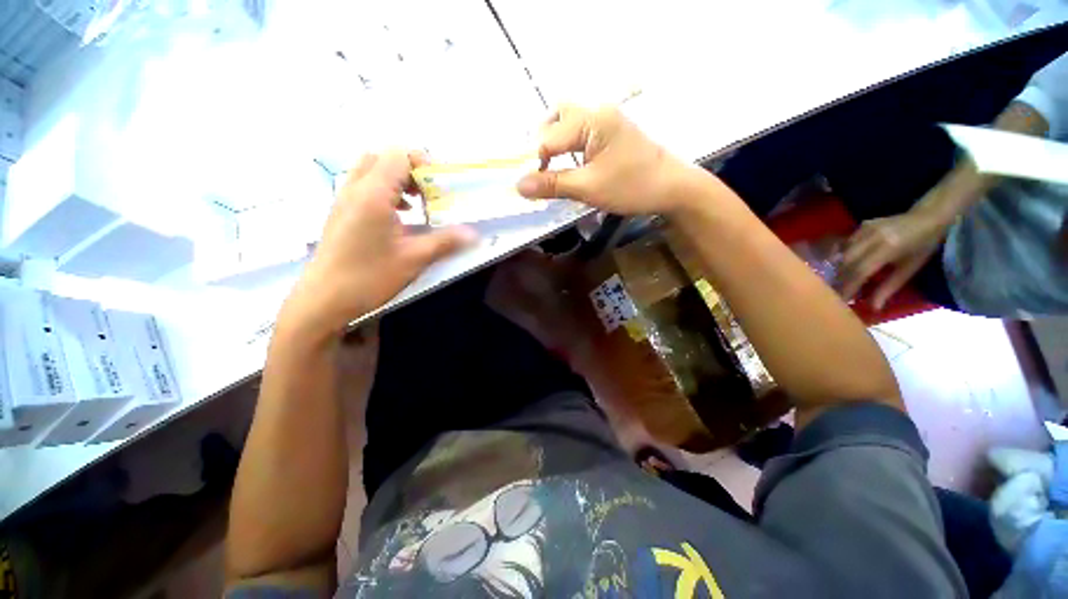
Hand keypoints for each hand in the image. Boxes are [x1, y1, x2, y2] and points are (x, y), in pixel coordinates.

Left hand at [280, 150, 475, 340]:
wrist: (324, 298)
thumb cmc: (370, 276)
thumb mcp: (415, 258)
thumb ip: (446, 241)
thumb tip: (475, 235)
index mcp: (374, 194)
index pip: (399, 155)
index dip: (424, 164)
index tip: (440, 188)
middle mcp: (355, 188)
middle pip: (384, 157)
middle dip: (411, 170)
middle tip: (428, 194)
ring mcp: (344, 198)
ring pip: (371, 169)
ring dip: (397, 180)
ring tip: (415, 205)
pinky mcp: (340, 211)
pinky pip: (363, 185)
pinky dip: (384, 190)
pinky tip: (398, 217)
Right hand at [515, 104, 698, 214]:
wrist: (672, 188)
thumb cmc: (632, 186)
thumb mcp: (588, 188)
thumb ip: (552, 185)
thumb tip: (518, 186)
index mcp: (591, 120)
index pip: (548, 137)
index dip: (533, 161)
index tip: (527, 185)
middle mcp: (596, 112)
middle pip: (556, 118)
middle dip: (542, 145)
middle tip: (539, 172)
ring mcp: (605, 121)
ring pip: (567, 124)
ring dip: (555, 145)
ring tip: (551, 170)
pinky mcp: (610, 133)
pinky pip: (579, 134)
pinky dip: (568, 149)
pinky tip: (568, 167)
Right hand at [838, 210, 947, 309]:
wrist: (928, 217)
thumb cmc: (924, 246)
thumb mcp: (909, 269)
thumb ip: (890, 287)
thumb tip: (874, 307)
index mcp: (888, 248)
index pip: (860, 271)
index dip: (849, 286)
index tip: (841, 300)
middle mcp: (873, 237)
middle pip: (846, 261)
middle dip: (840, 278)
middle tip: (837, 291)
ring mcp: (865, 229)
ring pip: (843, 252)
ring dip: (839, 268)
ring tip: (839, 279)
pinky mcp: (861, 225)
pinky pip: (846, 243)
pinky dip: (842, 255)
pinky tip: (843, 263)